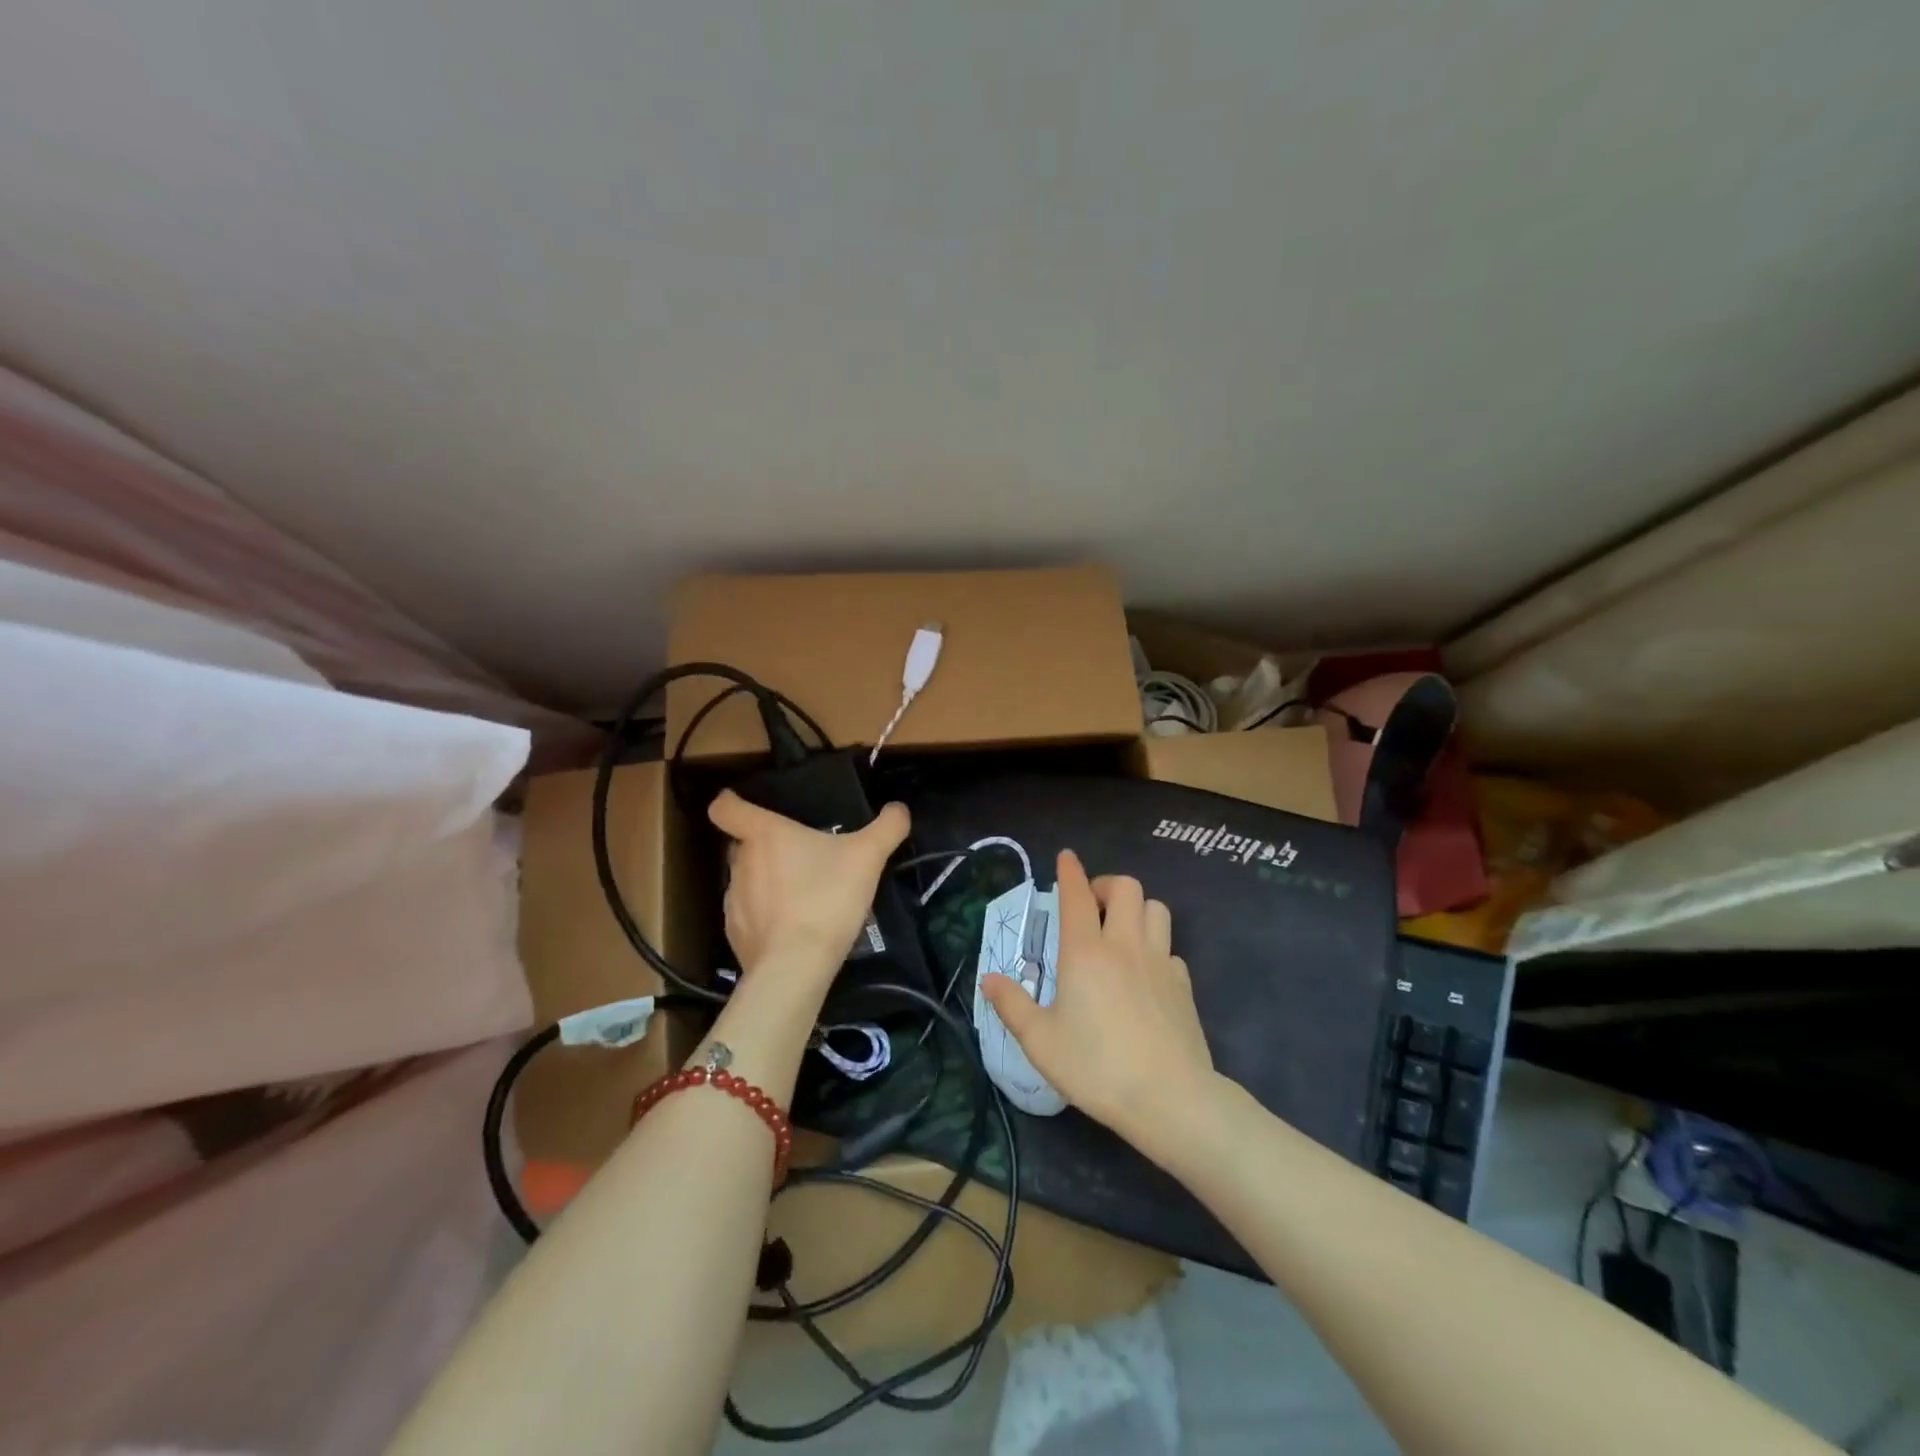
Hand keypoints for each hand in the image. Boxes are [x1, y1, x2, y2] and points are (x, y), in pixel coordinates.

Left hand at [707, 790, 910, 982]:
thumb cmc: (826, 898)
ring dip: (767, 883)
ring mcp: (732, 901)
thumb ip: (887, 827)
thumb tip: (899, 808)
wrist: (796, 967)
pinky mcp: (735, 935)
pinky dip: (766, 917)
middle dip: (765, 847)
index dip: (732, 802)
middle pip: (741, 844)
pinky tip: (793, 929)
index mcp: (764, 835)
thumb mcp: (868, 857)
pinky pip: (748, 916)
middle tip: (801, 856)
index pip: (726, 807)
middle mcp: (740, 863)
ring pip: (745, 880)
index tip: (749, 806)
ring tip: (801, 896)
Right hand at [981, 849, 1214, 1143]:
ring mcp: (1160, 962)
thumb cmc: (1097, 1066)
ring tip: (1120, 931)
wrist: (1169, 1098)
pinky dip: (1156, 948)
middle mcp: (1124, 945)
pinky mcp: (1183, 984)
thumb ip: (1012, 1006)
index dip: (1070, 871)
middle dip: (1106, 885)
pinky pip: (1170, 948)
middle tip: (1091, 907)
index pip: (1077, 895)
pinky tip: (1145, 974)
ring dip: (1136, 909)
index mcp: (1085, 952)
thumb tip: (988, 979)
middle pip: (1125, 888)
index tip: (1066, 857)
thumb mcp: (1041, 1042)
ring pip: (1155, 909)